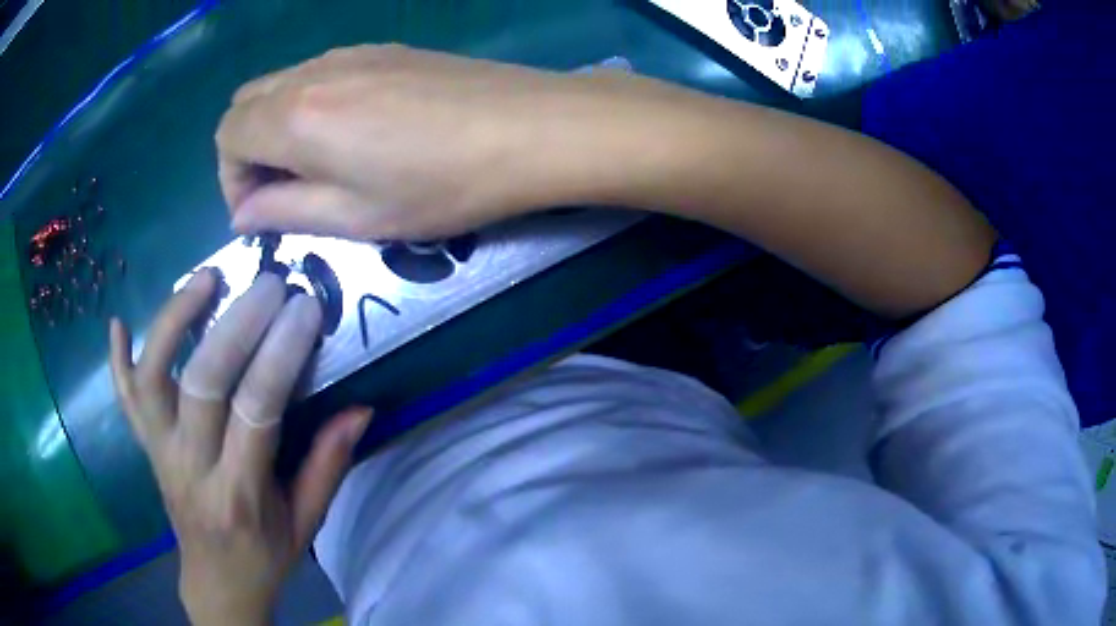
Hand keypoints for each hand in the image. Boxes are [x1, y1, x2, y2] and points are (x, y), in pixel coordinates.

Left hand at [109, 270, 370, 624]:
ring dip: (173, 320)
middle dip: (236, 324)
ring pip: (151, 377)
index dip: (280, 354)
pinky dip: (117, 360)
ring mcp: (159, 452)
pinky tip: (119, 323)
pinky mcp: (145, 446)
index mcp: (239, 493)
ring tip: (204, 279)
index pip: (255, 411)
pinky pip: (124, 399)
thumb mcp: (306, 523)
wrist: (217, 582)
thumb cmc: (265, 557)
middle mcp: (190, 467)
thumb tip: (360, 408)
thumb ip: (329, 465)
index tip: (304, 308)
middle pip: (201, 383)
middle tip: (267, 284)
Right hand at [216, 44, 702, 239]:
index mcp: (295, 116)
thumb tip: (243, 214)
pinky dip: (311, 103)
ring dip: (278, 125)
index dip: (232, 179)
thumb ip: (286, 211)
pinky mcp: (384, 48)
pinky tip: (354, 130)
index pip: (227, 136)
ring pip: (282, 83)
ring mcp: (351, 52)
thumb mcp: (356, 217)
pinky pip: (320, 72)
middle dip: (247, 149)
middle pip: (246, 103)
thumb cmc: (443, 185)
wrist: (530, 127)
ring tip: (319, 165)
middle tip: (283, 189)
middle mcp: (313, 72)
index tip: (262, 210)